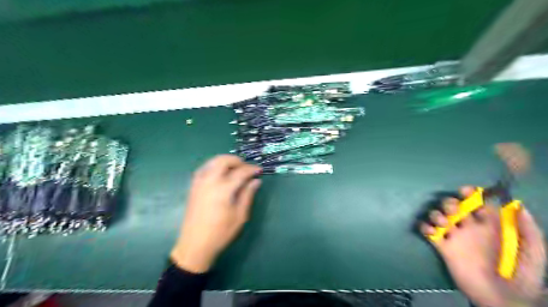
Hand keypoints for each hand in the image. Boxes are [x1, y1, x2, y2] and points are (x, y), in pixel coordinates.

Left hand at [173, 155, 262, 272]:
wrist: (195, 245)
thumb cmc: (221, 232)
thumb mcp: (240, 215)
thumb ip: (247, 195)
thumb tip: (256, 181)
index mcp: (223, 189)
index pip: (240, 172)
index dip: (252, 169)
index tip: (259, 170)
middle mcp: (209, 181)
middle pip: (223, 160)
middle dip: (237, 161)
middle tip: (246, 169)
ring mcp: (199, 183)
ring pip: (212, 161)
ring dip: (225, 161)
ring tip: (235, 170)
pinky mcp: (193, 186)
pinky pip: (204, 168)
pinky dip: (214, 166)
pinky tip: (220, 174)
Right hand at [420, 186, 544, 306]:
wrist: (503, 298)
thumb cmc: (520, 275)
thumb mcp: (533, 253)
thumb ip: (528, 230)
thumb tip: (517, 205)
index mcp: (489, 226)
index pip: (476, 203)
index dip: (470, 194)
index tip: (465, 191)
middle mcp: (469, 227)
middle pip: (453, 206)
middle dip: (450, 203)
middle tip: (454, 210)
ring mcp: (455, 237)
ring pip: (438, 217)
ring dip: (436, 214)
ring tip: (444, 223)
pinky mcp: (443, 248)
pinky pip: (428, 232)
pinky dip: (425, 227)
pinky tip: (430, 230)